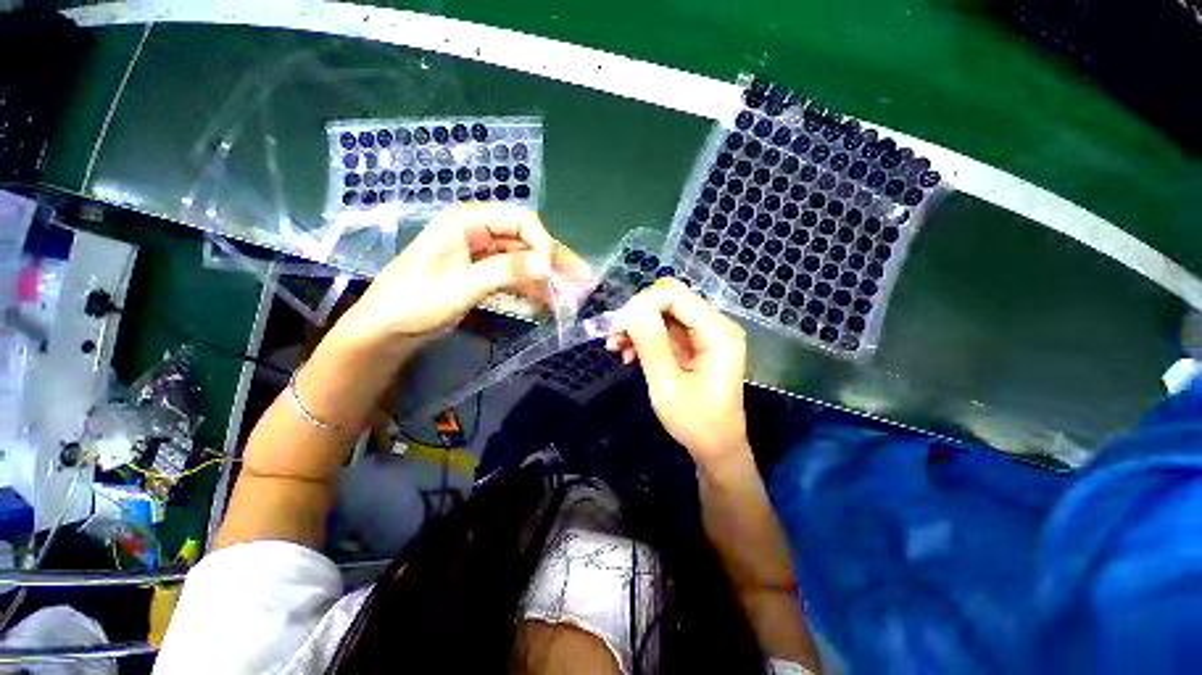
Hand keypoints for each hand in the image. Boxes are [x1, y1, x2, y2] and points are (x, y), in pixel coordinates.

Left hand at [335, 204, 589, 350]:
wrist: (387, 330)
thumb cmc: (416, 303)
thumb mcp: (462, 286)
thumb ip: (505, 271)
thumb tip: (547, 262)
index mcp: (468, 222)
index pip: (521, 221)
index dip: (543, 243)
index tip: (556, 272)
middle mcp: (479, 232)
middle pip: (527, 241)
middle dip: (553, 262)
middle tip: (581, 282)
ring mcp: (481, 255)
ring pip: (524, 261)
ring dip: (545, 279)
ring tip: (568, 299)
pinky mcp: (482, 275)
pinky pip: (514, 277)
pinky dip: (530, 289)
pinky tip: (545, 304)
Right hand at [606, 278, 749, 465]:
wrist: (716, 448)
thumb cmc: (695, 422)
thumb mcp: (666, 384)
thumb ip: (651, 343)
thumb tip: (632, 308)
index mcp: (717, 332)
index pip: (675, 295)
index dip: (642, 304)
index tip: (618, 327)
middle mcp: (715, 325)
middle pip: (670, 298)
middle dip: (638, 313)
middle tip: (615, 336)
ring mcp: (705, 334)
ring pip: (664, 311)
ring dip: (638, 325)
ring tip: (616, 346)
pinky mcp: (695, 343)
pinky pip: (665, 328)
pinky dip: (645, 337)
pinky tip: (629, 353)